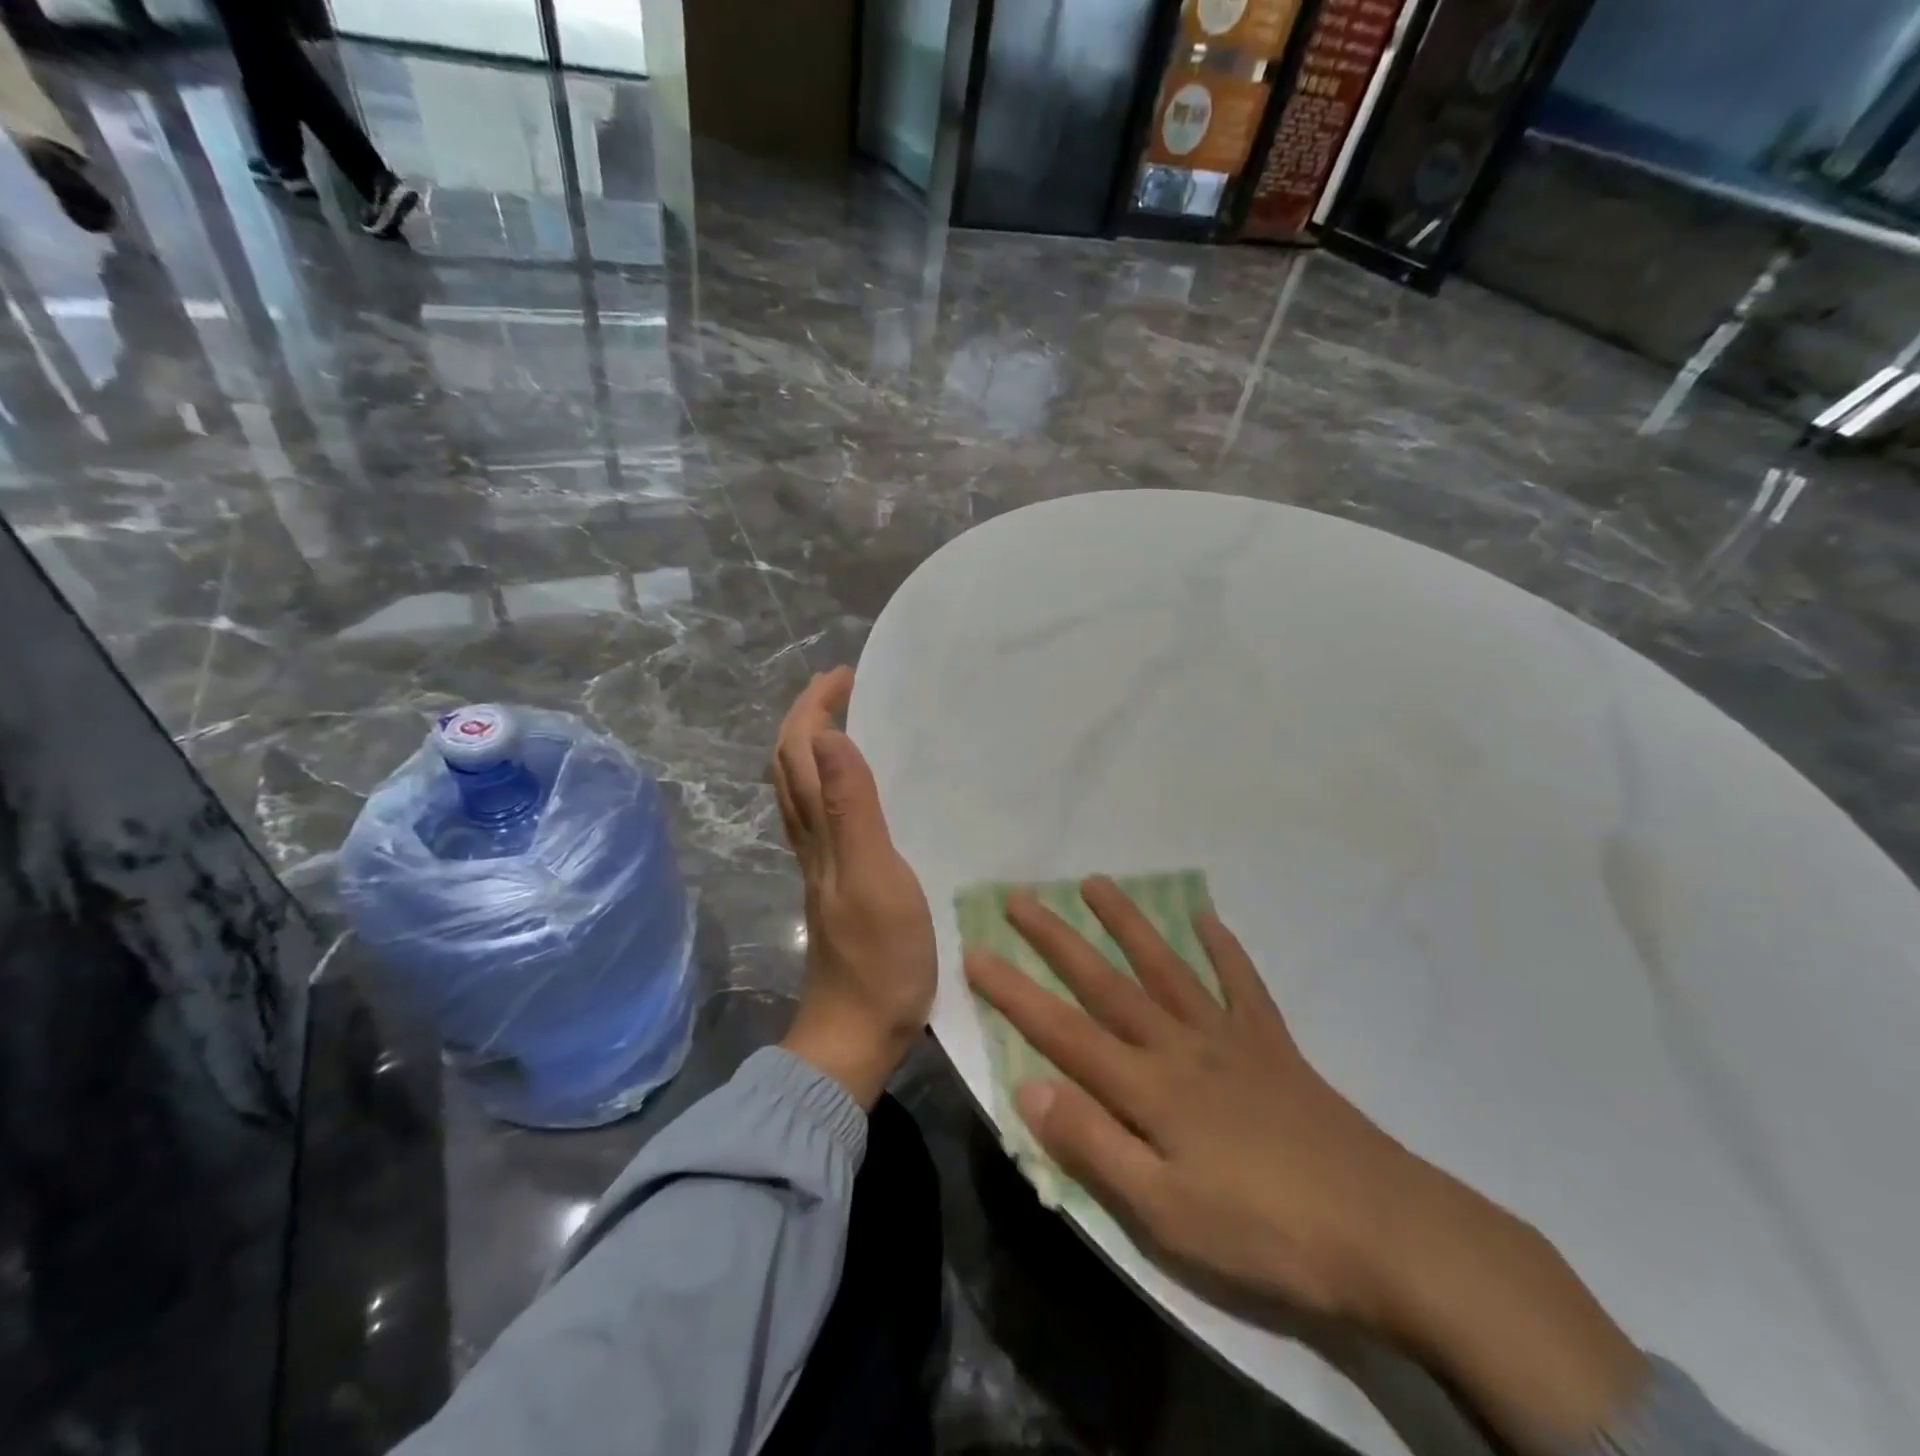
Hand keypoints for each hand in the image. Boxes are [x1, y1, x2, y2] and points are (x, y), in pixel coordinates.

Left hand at [772, 667, 934, 1107]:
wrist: (857, 1030)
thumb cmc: (879, 958)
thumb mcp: (876, 879)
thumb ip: (854, 811)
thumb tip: (833, 737)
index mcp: (820, 831)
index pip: (801, 753)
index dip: (815, 708)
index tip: (845, 675)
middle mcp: (810, 839)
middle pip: (791, 765)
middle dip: (807, 716)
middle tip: (843, 686)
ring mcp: (820, 862)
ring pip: (801, 789)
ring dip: (813, 745)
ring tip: (846, 721)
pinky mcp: (834, 882)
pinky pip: (821, 814)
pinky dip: (829, 780)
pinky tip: (854, 787)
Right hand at [963, 877, 1429, 1324]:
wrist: (1384, 1231)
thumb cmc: (1263, 1231)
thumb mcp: (1164, 1211)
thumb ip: (1093, 1144)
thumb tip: (1028, 1085)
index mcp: (1147, 1087)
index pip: (1062, 1030)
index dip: (1014, 991)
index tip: (975, 950)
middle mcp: (1179, 1045)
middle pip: (1106, 982)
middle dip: (1056, 938)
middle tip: (1020, 896)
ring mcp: (1228, 1037)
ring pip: (1165, 966)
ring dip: (1127, 922)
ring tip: (1096, 882)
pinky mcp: (1271, 1044)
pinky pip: (1241, 983)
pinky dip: (1222, 948)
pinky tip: (1206, 918)